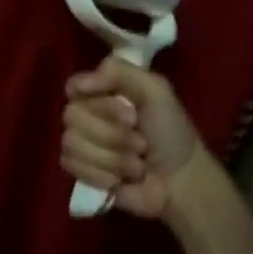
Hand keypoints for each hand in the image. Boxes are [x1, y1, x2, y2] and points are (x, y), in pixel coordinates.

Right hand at [60, 58, 206, 221]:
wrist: (181, 182)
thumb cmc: (170, 132)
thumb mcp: (155, 90)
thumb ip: (118, 71)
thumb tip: (76, 86)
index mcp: (101, 90)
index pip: (74, 86)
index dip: (100, 103)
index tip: (130, 115)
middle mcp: (86, 113)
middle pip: (71, 116)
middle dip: (112, 134)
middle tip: (140, 142)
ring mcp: (80, 142)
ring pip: (72, 143)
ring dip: (111, 158)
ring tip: (136, 164)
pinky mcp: (80, 171)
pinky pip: (72, 165)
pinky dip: (101, 174)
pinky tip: (120, 179)